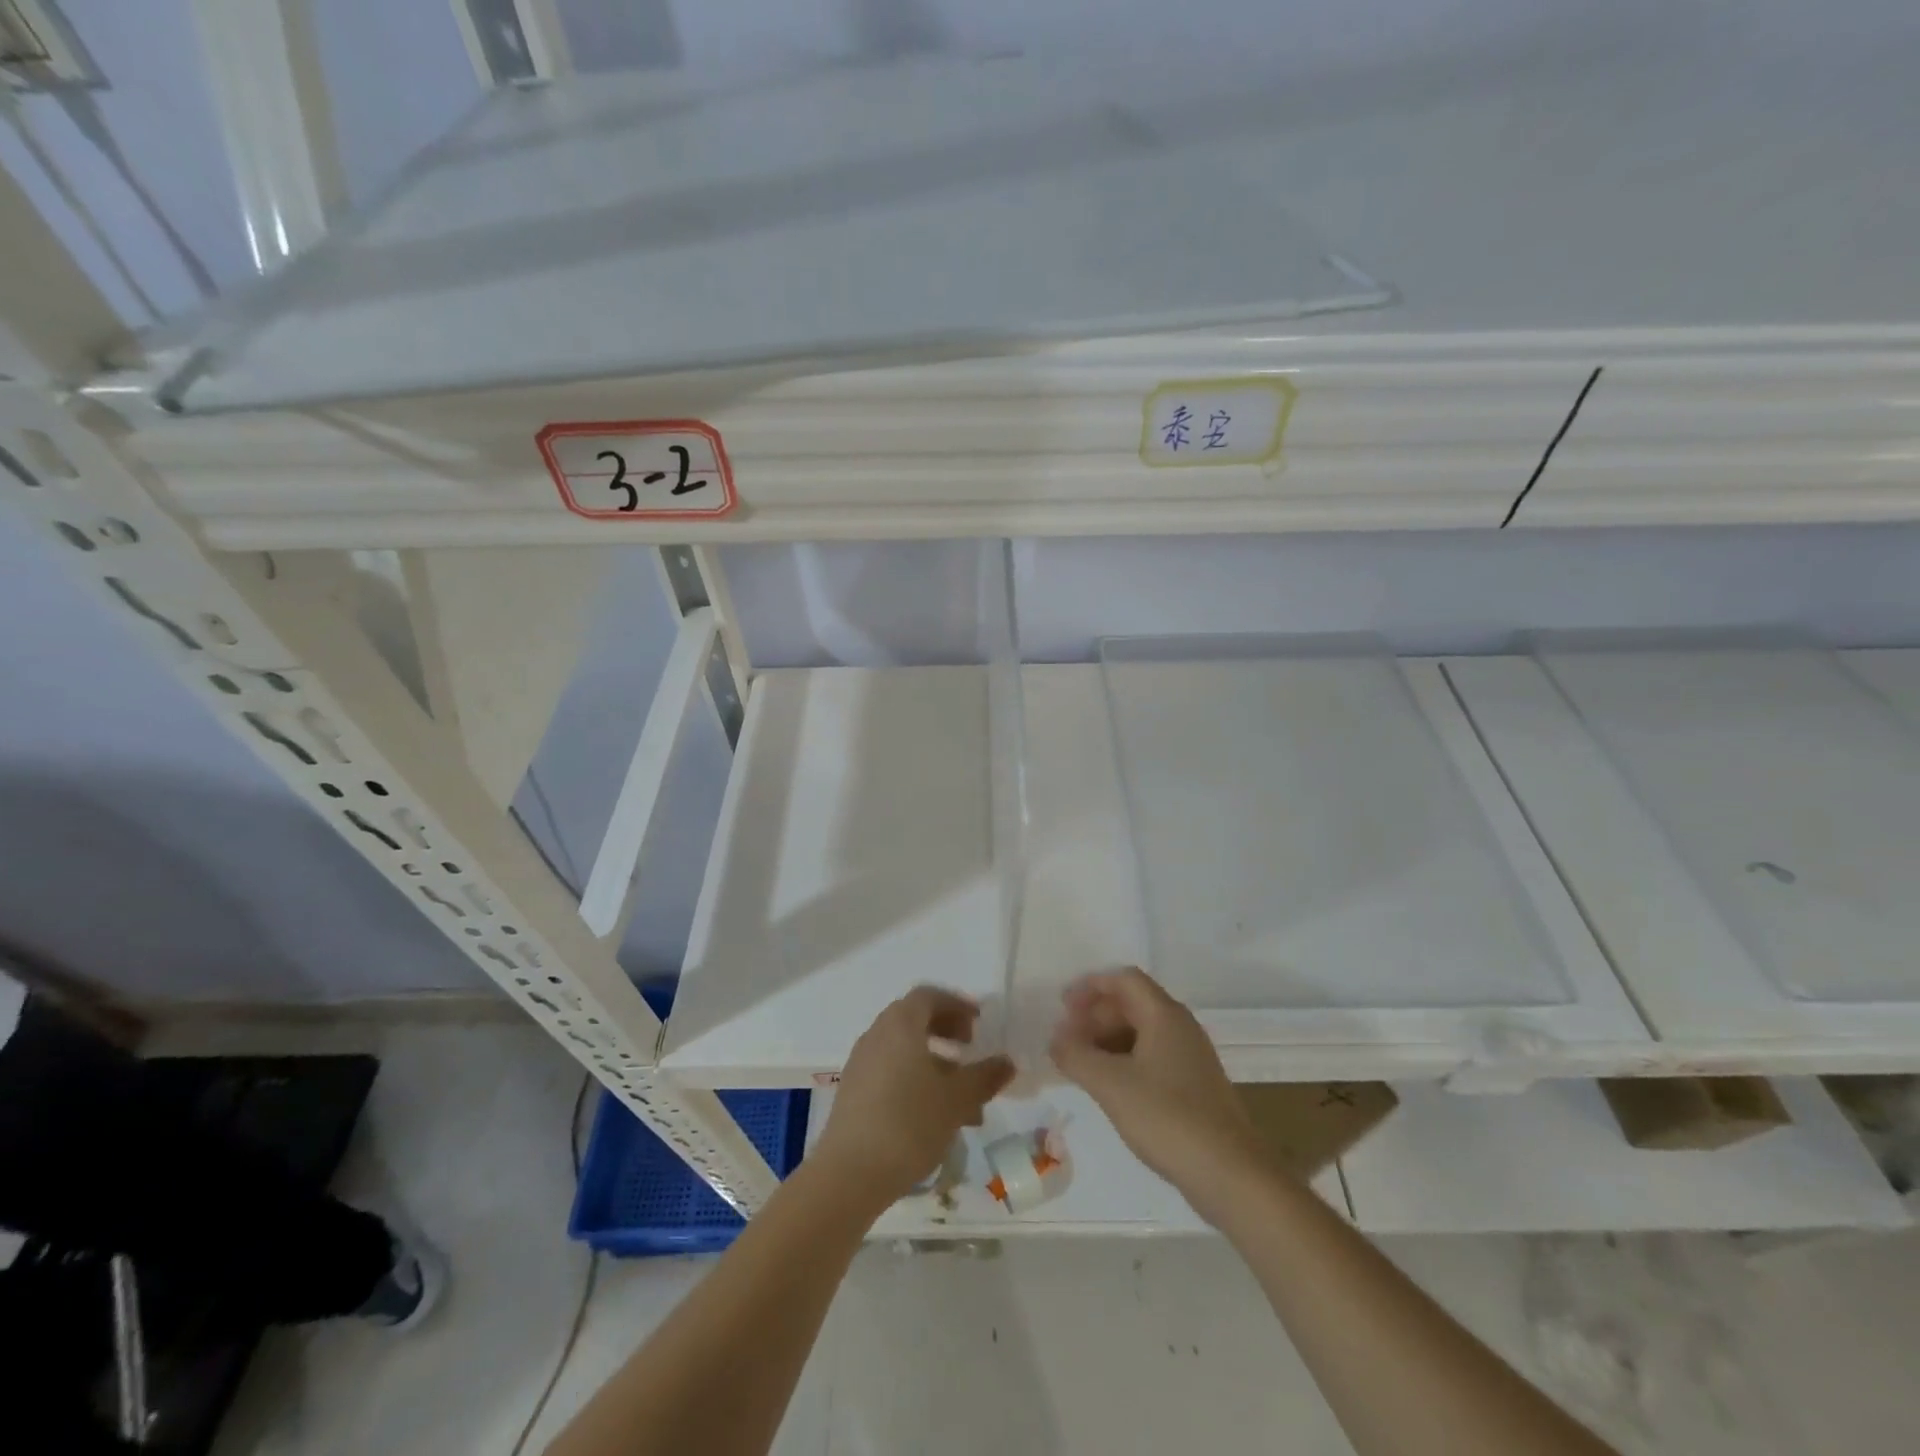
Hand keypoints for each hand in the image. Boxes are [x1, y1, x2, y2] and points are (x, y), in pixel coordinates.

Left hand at [814, 987, 1014, 1209]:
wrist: (849, 1174)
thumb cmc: (909, 1124)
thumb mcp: (956, 1100)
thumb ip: (984, 1077)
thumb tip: (1006, 1062)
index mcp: (900, 1024)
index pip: (929, 996)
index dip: (957, 1005)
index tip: (979, 1024)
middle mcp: (877, 1034)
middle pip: (914, 1020)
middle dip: (946, 1032)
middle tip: (970, 1051)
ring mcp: (861, 1063)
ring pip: (904, 1051)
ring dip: (935, 1064)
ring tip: (963, 1099)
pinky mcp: (854, 1092)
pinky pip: (890, 1072)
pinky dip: (915, 1081)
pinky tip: (935, 1117)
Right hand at [1050, 968, 1270, 1223]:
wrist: (1231, 1175)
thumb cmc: (1167, 1118)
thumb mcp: (1110, 1084)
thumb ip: (1075, 1055)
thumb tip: (1056, 1038)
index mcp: (1164, 1015)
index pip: (1124, 979)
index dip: (1090, 986)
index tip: (1062, 1007)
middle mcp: (1180, 1027)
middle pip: (1132, 1003)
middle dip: (1095, 1015)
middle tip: (1066, 1039)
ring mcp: (1190, 1058)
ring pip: (1141, 1032)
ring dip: (1107, 1040)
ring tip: (1081, 1064)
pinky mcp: (1194, 1086)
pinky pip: (1152, 1057)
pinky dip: (1124, 1061)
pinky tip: (1109, 1088)